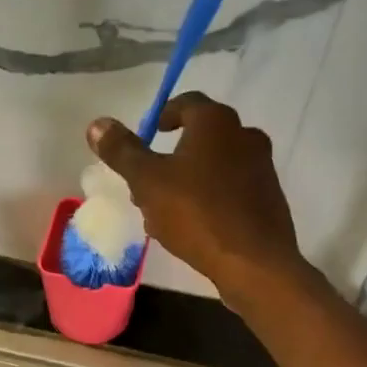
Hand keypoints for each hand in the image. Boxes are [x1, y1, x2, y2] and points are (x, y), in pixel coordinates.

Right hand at [88, 92, 303, 310]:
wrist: (255, 262)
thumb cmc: (197, 214)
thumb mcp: (148, 182)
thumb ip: (122, 151)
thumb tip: (97, 124)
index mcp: (216, 122)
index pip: (186, 103)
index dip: (163, 115)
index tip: (149, 133)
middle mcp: (245, 135)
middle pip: (201, 136)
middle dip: (172, 155)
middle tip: (148, 180)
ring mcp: (262, 168)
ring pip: (216, 166)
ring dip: (189, 179)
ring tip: (164, 210)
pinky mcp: (269, 199)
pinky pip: (231, 189)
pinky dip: (210, 198)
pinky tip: (193, 226)